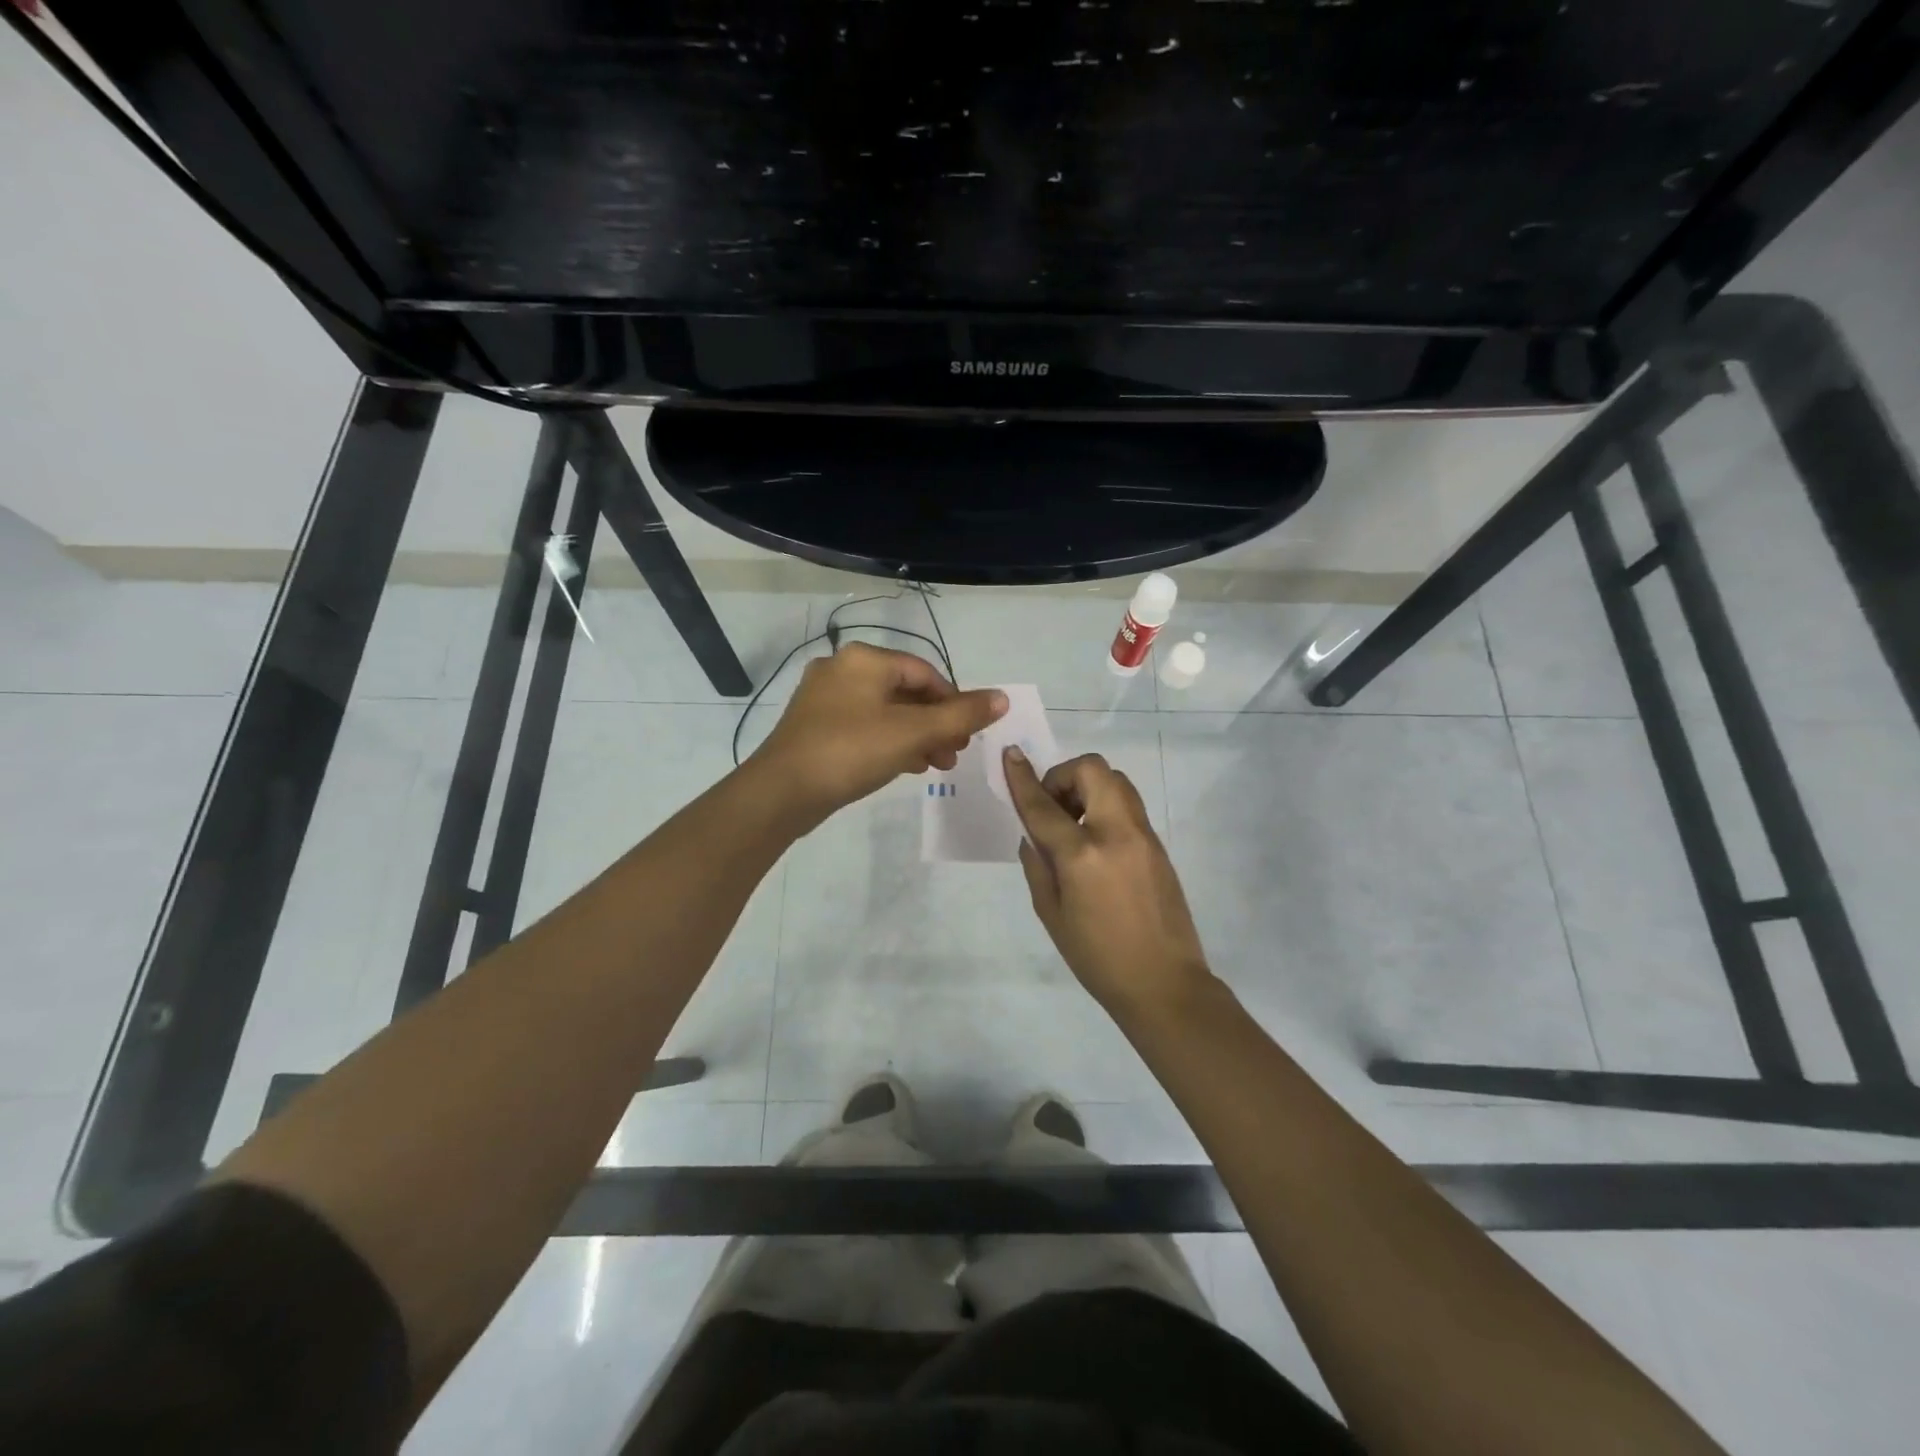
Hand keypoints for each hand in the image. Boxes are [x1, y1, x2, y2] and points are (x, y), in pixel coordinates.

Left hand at [751, 642, 1006, 828]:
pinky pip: (864, 726)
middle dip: (936, 723)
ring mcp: (824, 698)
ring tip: (938, 765)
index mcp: (864, 659)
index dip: (954, 702)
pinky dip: (890, 742)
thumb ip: (960, 716)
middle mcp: (842, 669)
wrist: (782, 792)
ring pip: (885, 711)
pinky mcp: (815, 726)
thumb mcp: (913, 733)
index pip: (925, 672)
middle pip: (905, 691)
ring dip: (917, 736)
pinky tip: (907, 766)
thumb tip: (1002, 698)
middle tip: (956, 753)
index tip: (969, 734)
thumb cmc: (851, 751)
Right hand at [1005, 748, 1214, 1017]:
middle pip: (1092, 770)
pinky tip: (1094, 843)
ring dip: (1088, 788)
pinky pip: (1127, 805)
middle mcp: (1115, 833)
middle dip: (1064, 776)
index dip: (1022, 777)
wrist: (1164, 983)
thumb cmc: (1097, 958)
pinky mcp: (1158, 844)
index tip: (1010, 754)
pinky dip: (1104, 806)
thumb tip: (1033, 835)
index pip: (1044, 805)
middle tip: (1053, 807)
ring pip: (1115, 781)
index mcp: (1082, 855)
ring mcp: (1143, 835)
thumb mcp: (1051, 914)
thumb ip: (1038, 866)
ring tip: (1073, 824)